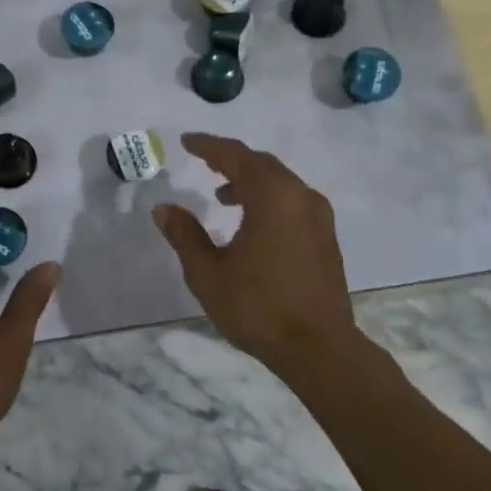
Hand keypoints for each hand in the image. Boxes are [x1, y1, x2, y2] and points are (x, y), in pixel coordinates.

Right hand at [152, 133, 357, 371]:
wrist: (319, 348)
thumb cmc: (258, 308)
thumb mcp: (208, 273)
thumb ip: (185, 235)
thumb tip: (164, 208)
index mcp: (272, 198)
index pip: (236, 156)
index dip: (209, 146)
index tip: (187, 141)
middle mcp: (300, 197)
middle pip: (261, 163)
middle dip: (231, 159)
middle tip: (203, 161)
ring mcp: (318, 216)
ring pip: (280, 181)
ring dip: (250, 180)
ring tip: (222, 196)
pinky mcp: (325, 236)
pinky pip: (292, 199)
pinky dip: (268, 197)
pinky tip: (251, 221)